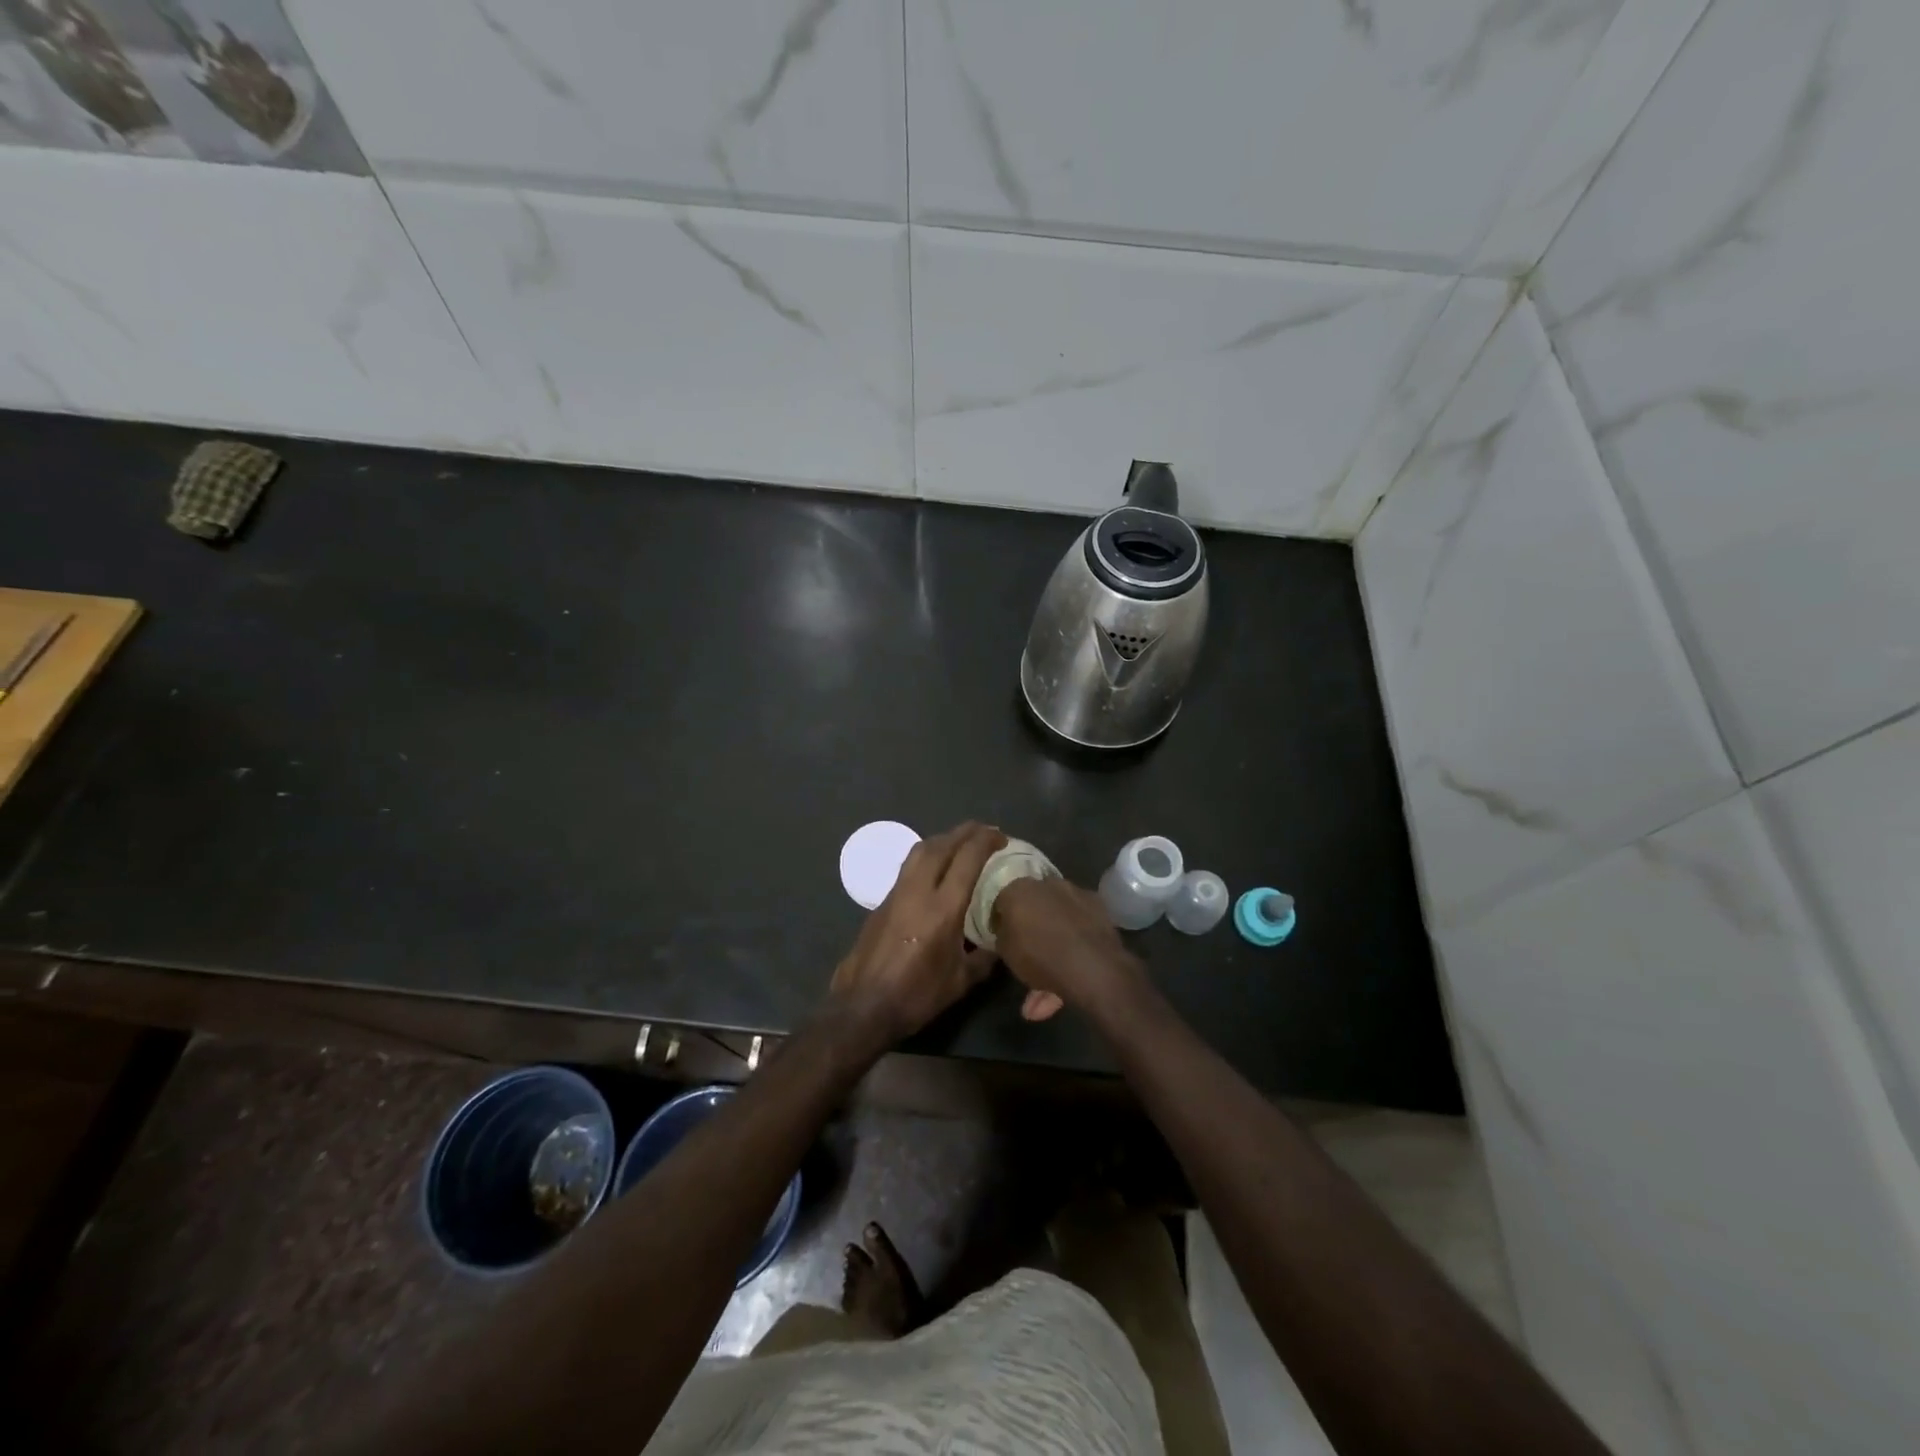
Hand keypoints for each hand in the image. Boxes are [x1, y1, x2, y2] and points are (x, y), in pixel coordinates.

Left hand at [829, 822, 1005, 1048]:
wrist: (863, 1007)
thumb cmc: (917, 996)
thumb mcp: (960, 982)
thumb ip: (983, 958)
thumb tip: (997, 944)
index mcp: (943, 909)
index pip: (967, 859)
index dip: (985, 841)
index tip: (1000, 836)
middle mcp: (918, 892)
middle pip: (941, 846)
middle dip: (964, 832)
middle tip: (982, 830)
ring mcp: (895, 894)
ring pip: (919, 851)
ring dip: (942, 840)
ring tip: (958, 842)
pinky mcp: (881, 903)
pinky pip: (907, 868)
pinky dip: (926, 858)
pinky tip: (934, 870)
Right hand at [992, 876, 1146, 1022]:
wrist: (1093, 968)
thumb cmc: (1039, 956)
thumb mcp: (1005, 952)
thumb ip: (1003, 934)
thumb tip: (1006, 928)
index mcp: (1019, 888)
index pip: (1002, 899)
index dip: (1000, 918)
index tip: (1001, 935)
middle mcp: (1048, 884)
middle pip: (1033, 906)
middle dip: (1030, 928)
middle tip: (1025, 955)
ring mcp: (1076, 895)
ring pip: (1058, 922)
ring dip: (1051, 951)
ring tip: (1043, 997)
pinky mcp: (1099, 910)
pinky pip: (1078, 929)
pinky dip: (1072, 949)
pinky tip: (1065, 984)